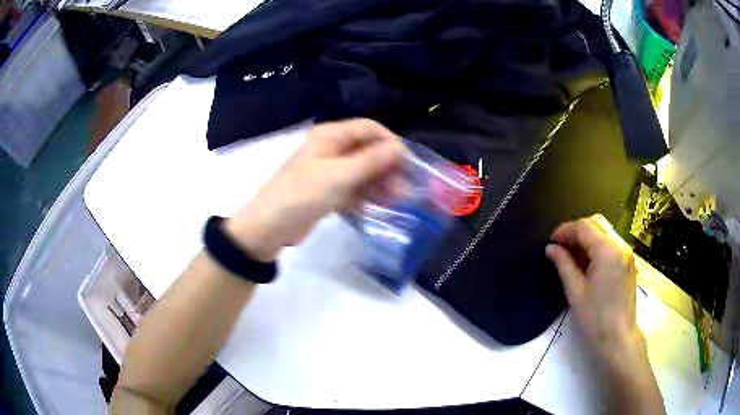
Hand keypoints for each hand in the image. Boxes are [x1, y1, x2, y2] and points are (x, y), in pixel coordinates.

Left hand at [226, 119, 404, 261]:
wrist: (269, 227)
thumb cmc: (302, 195)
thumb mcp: (339, 176)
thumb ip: (372, 161)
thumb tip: (400, 148)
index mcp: (330, 136)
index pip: (368, 128)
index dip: (389, 142)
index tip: (407, 162)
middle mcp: (330, 149)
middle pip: (367, 151)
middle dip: (387, 167)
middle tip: (404, 189)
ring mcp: (329, 171)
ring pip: (362, 172)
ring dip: (379, 184)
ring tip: (396, 201)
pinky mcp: (327, 192)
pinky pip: (353, 189)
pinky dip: (365, 196)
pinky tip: (377, 208)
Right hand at [545, 214, 641, 365]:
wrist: (618, 338)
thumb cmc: (595, 318)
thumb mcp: (575, 292)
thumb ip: (563, 265)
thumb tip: (550, 248)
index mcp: (607, 251)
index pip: (584, 227)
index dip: (565, 230)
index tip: (551, 242)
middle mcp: (620, 245)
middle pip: (596, 222)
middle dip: (577, 230)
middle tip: (561, 247)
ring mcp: (627, 253)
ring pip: (605, 231)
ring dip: (587, 238)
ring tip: (572, 257)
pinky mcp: (629, 262)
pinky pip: (611, 243)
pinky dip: (597, 246)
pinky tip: (587, 263)